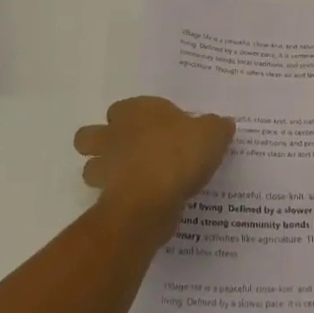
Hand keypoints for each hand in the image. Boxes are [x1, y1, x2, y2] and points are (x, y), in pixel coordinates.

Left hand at [75, 96, 235, 238]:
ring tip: (133, 180)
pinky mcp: (106, 199)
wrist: (152, 199)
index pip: (122, 108)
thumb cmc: (179, 153)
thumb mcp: (211, 133)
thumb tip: (223, 124)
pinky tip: (142, 204)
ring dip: (105, 174)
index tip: (155, 128)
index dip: (134, 118)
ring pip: (90, 168)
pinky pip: (107, 197)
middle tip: (130, 152)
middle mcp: (113, 135)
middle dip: (102, 143)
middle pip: (90, 136)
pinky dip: (119, 200)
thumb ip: (216, 127)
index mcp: (135, 111)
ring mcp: (104, 168)